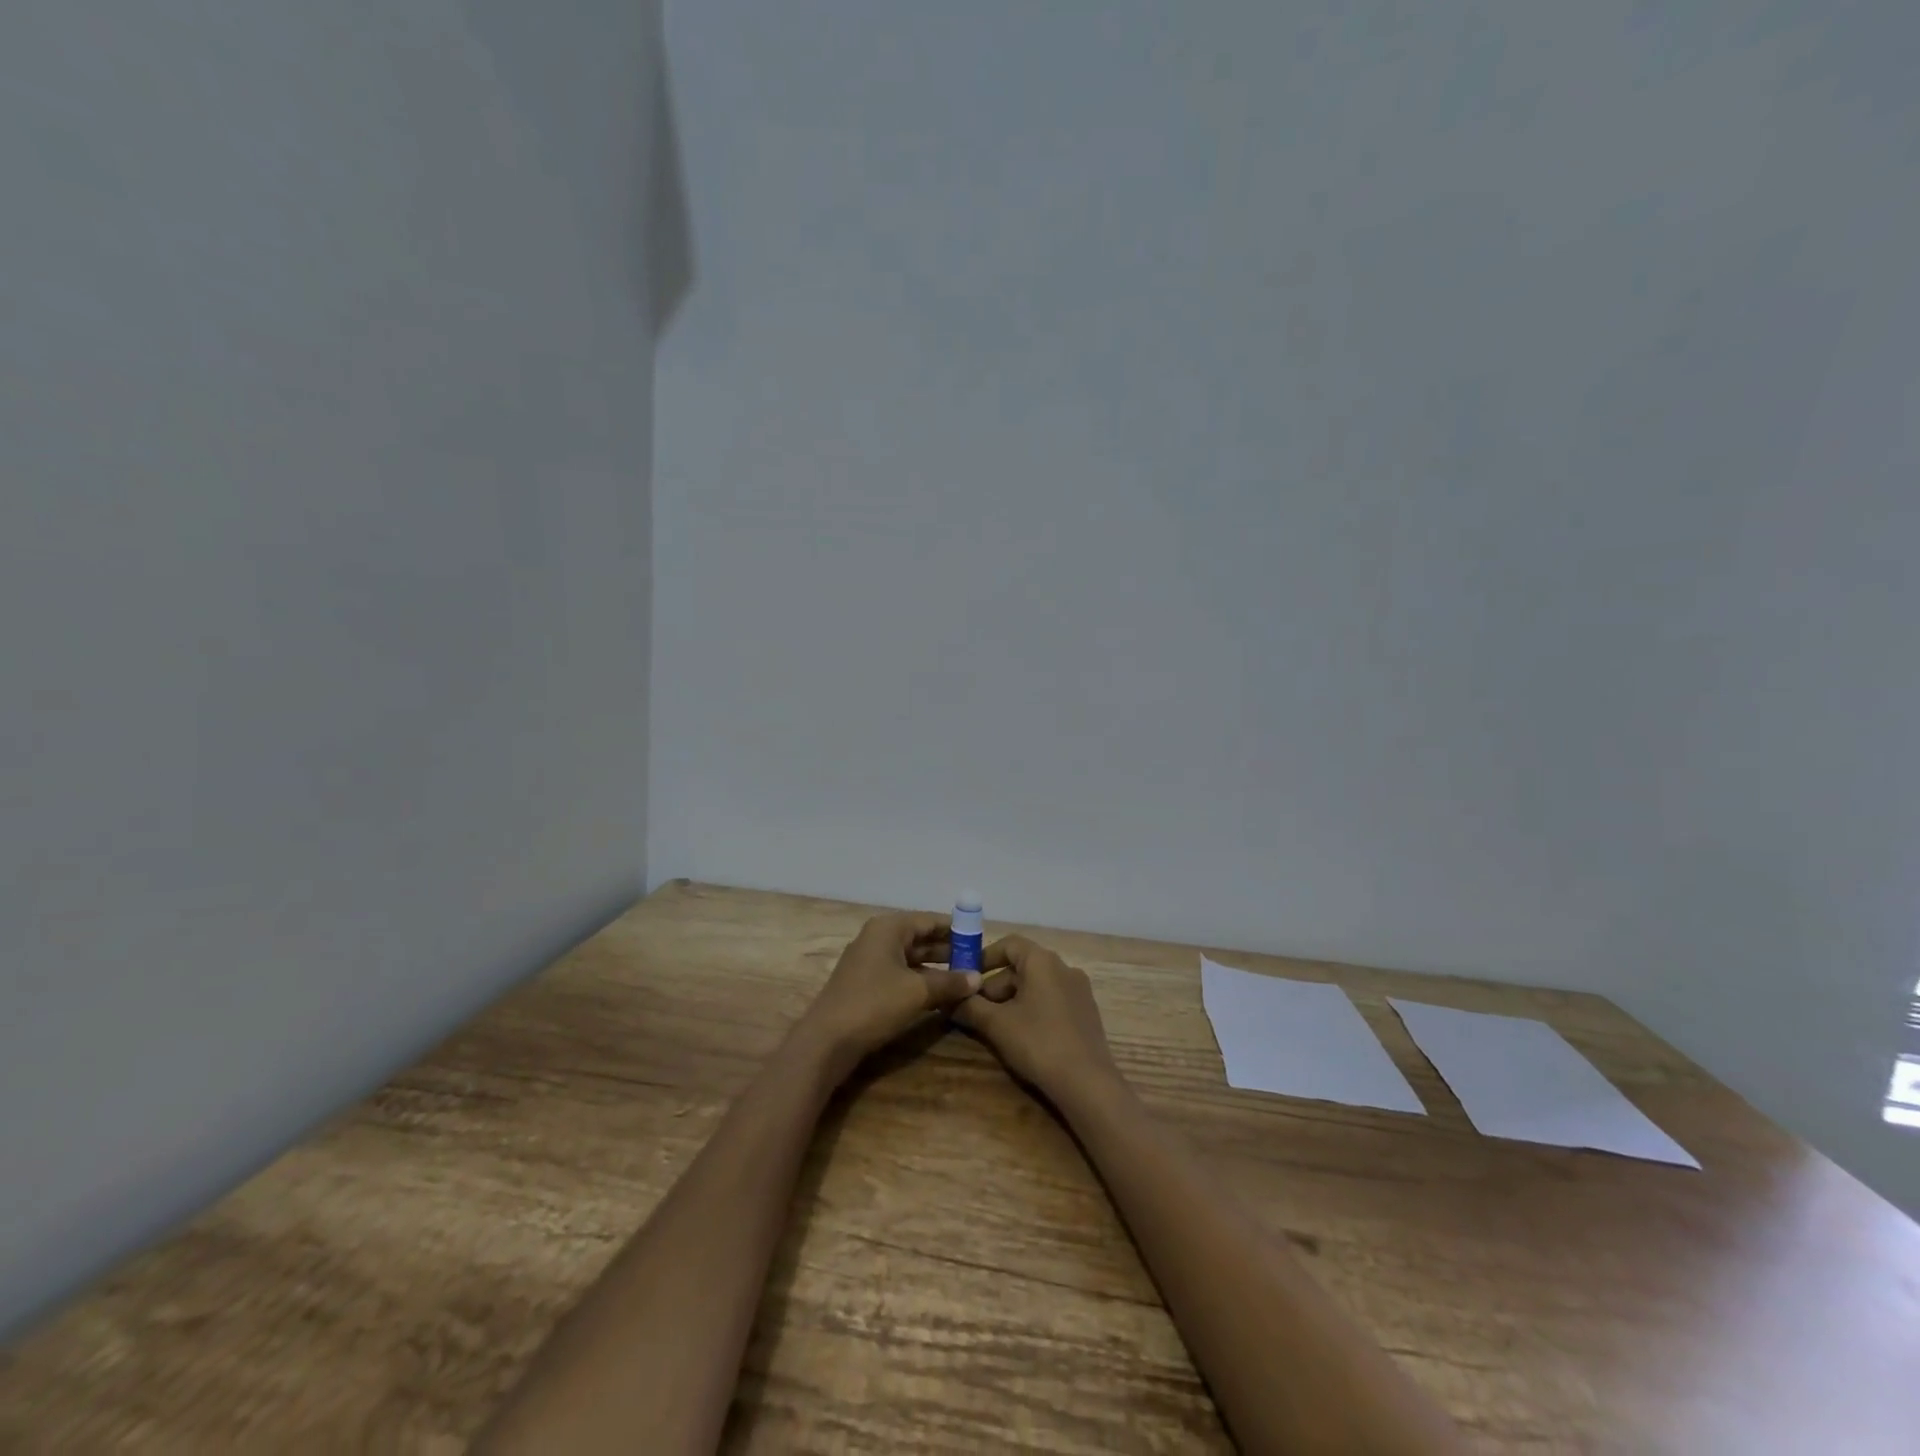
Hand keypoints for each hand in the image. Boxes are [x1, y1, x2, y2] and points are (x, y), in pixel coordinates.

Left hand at [797, 912, 980, 1078]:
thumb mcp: (917, 992)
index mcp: (888, 929)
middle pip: (919, 938)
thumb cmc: (874, 1004)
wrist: (827, 1041)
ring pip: (910, 958)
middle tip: (977, 960)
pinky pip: (900, 974)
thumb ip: (949, 982)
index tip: (979, 937)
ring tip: (965, 978)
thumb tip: (977, 978)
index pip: (928, 920)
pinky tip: (940, 994)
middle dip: (947, 949)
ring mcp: (869, 962)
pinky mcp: (866, 984)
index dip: (955, 928)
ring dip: (936, 967)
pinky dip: (920, 980)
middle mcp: (877, 938)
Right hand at [949, 935, 1121, 1106]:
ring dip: (1013, 999)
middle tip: (976, 1010)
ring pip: (1037, 984)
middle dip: (995, 986)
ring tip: (996, 1026)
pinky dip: (1033, 1008)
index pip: (1009, 944)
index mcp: (1043, 961)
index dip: (984, 957)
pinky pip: (1052, 999)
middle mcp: (1064, 967)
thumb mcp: (996, 1025)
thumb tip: (948, 1000)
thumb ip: (970, 1008)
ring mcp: (1079, 990)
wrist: (1088, 1083)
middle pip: (1022, 966)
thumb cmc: (1038, 1043)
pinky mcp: (1087, 1012)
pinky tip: (1023, 1035)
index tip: (966, 976)